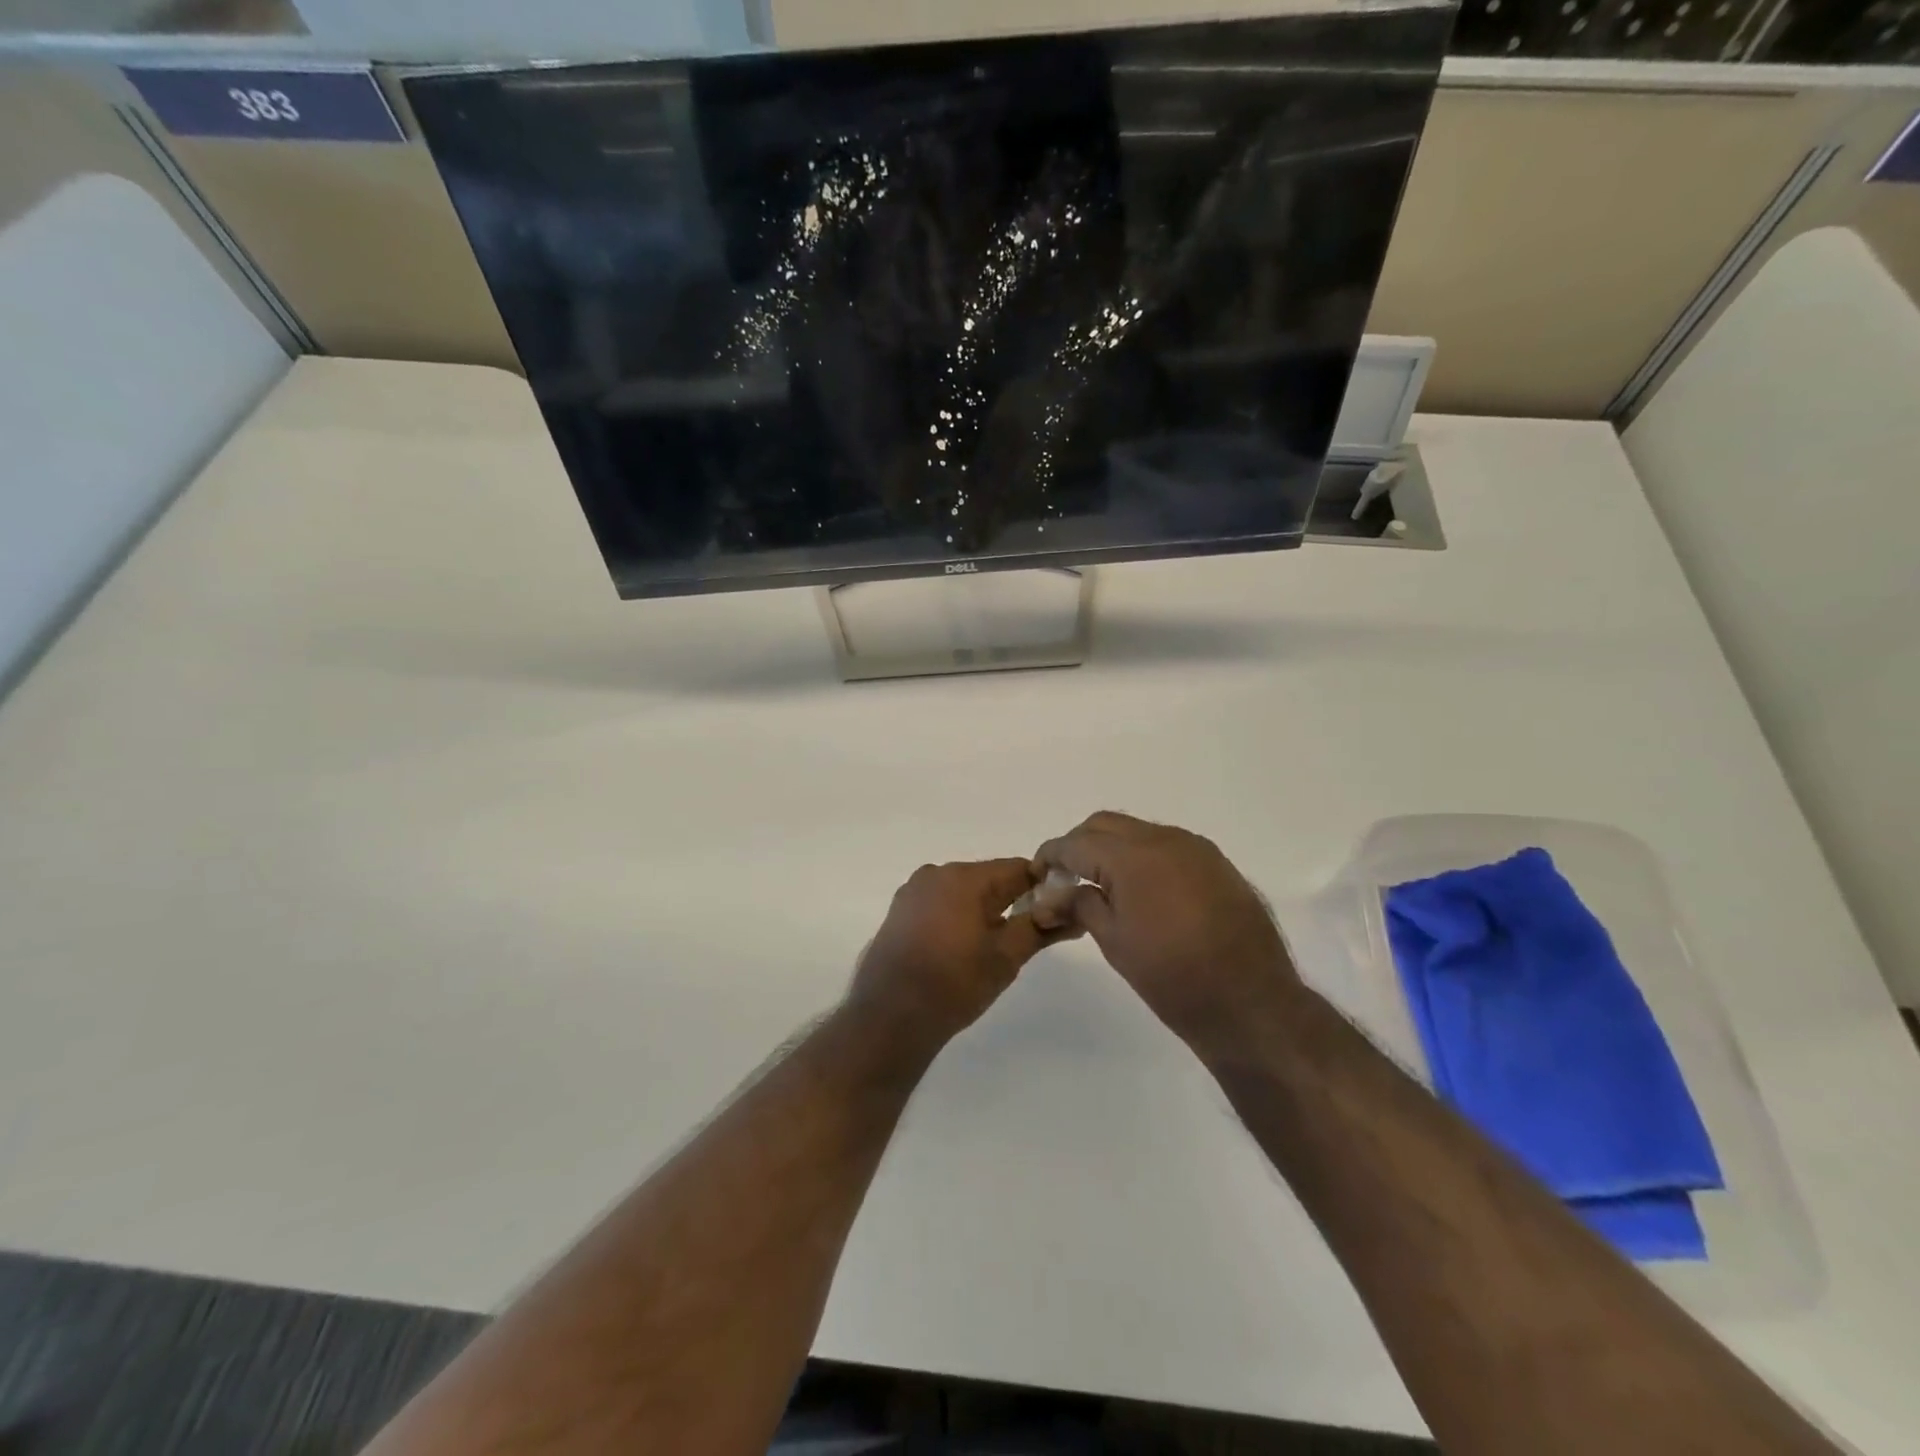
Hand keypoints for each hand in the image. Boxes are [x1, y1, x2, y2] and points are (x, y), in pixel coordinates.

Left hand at [846, 859, 1062, 1050]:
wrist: (889, 1017)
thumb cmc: (954, 983)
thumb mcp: (1006, 957)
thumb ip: (1040, 929)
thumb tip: (1075, 915)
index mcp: (964, 877)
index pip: (1017, 868)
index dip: (1042, 887)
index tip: (1056, 911)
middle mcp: (936, 873)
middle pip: (988, 878)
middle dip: (1011, 901)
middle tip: (1027, 936)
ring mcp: (913, 892)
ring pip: (963, 892)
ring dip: (983, 911)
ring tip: (993, 949)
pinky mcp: (899, 912)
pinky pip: (940, 904)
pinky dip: (957, 918)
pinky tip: (961, 949)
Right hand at [1032, 812, 1301, 1053]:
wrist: (1252, 1004)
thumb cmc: (1173, 977)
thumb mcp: (1114, 942)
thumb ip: (1080, 905)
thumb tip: (1052, 894)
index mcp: (1133, 856)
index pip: (1077, 842)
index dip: (1051, 855)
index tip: (1038, 874)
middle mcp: (1165, 839)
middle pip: (1106, 825)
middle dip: (1080, 845)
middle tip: (1067, 878)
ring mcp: (1196, 849)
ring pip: (1138, 832)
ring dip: (1113, 849)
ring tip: (1103, 886)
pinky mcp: (1217, 864)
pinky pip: (1168, 846)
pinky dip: (1144, 858)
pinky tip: (1142, 891)